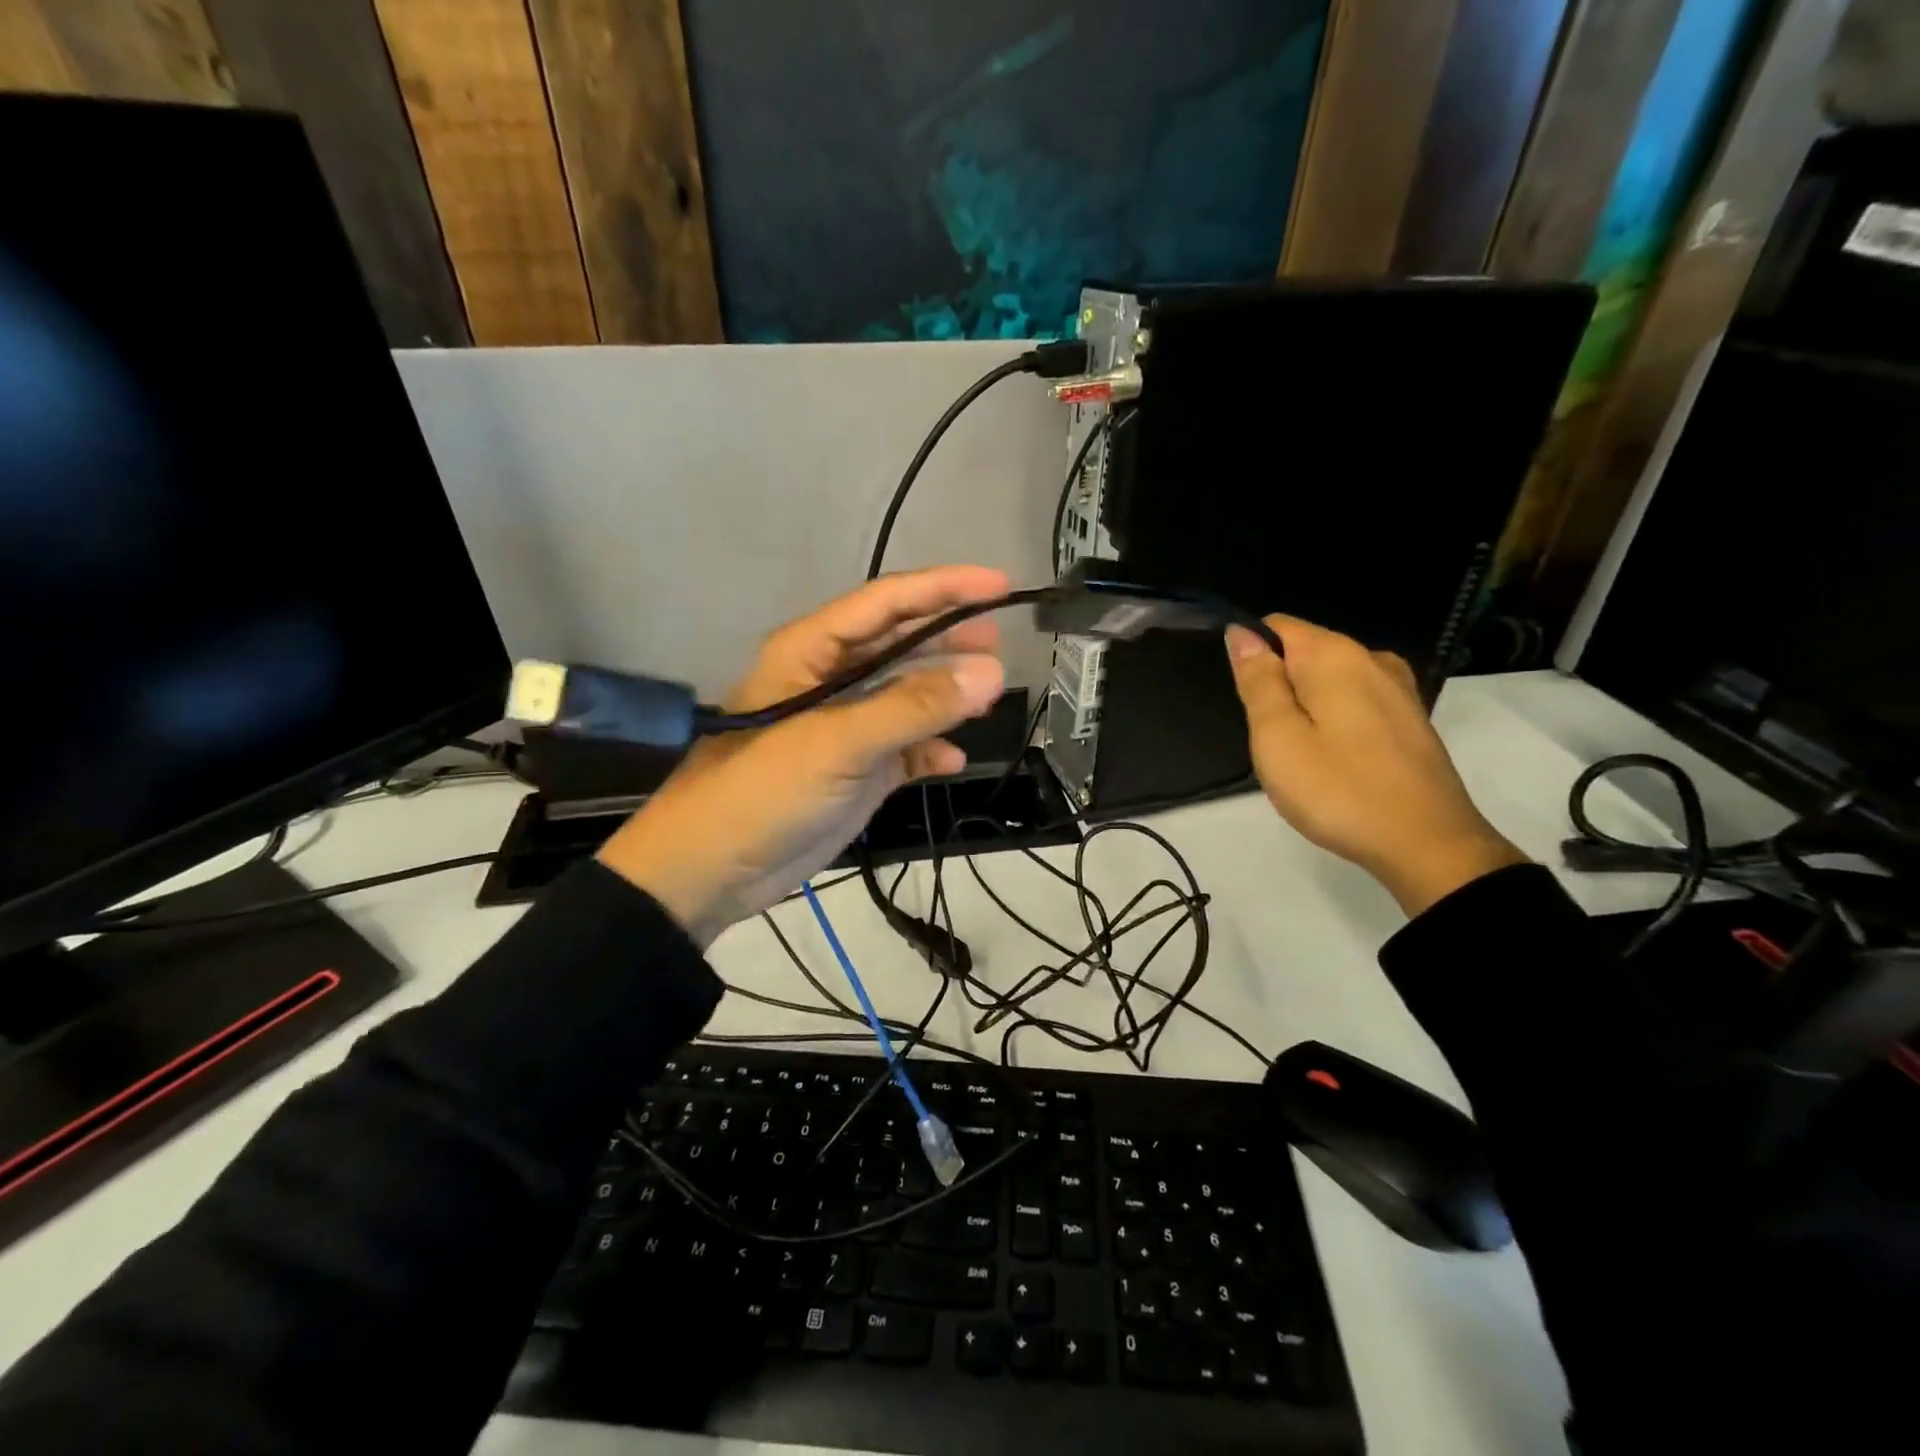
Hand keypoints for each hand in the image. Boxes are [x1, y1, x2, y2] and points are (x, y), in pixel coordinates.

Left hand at [597, 566, 1008, 944]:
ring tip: (990, 699)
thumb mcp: (837, 742)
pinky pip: (904, 749)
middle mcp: (831, 680)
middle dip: (949, 640)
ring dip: (946, 697)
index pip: (887, 603)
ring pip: (906, 697)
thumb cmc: (762, 792)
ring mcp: (844, 727)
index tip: (1000, 585)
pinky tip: (953, 760)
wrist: (709, 872)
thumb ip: (913, 706)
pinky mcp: (854, 771)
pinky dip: (929, 751)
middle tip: (1000, 645)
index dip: (944, 588)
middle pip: (900, 644)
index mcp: (812, 651)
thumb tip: (991, 672)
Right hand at [1223, 615, 1524, 916]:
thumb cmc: (1339, 790)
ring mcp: (1398, 689)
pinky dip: (1334, 722)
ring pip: (1328, 681)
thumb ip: (1258, 681)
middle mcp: (1372, 659)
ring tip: (1305, 758)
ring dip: (1305, 708)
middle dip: (1279, 688)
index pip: (1276, 626)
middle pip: (1303, 653)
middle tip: (1275, 743)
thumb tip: (1242, 633)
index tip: (1248, 705)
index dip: (1250, 655)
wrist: (1428, 845)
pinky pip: (1355, 702)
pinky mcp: (1410, 719)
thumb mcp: (1278, 737)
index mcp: (1335, 656)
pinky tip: (1337, 762)